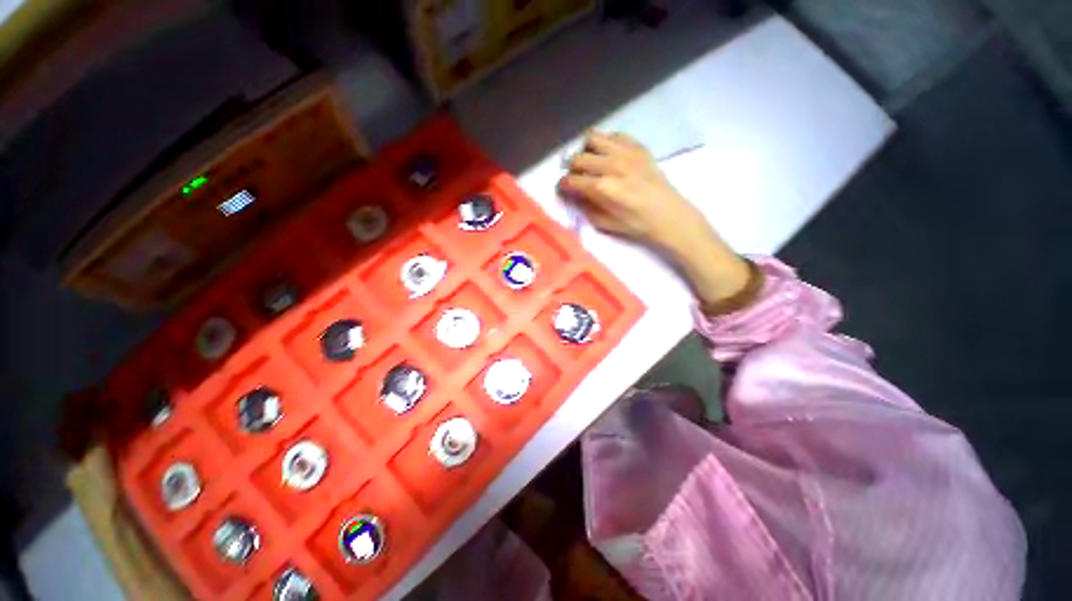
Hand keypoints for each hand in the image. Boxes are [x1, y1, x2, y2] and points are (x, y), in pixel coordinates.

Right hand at [558, 131, 752, 307]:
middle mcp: (610, 164)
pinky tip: (608, 156)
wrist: (668, 215)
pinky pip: (614, 135)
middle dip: (571, 169)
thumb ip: (584, 207)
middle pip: (577, 158)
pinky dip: (606, 143)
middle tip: (575, 178)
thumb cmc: (635, 224)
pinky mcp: (638, 146)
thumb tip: (572, 195)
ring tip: (589, 162)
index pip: (570, 180)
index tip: (562, 190)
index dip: (562, 185)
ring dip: (586, 150)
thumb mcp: (604, 223)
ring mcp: (625, 152)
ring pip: (592, 138)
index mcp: (601, 187)